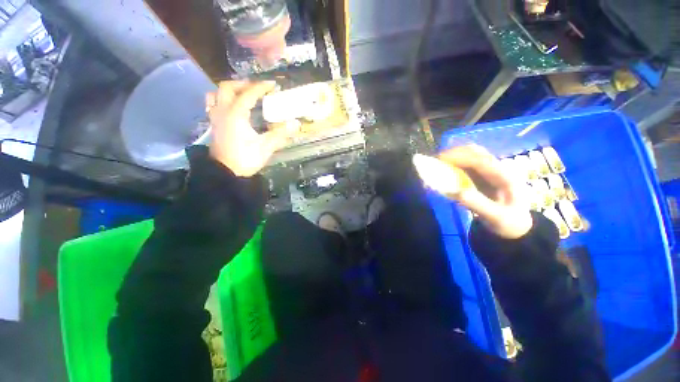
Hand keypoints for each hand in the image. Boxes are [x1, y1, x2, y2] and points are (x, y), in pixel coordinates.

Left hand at [206, 81, 299, 176]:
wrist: (225, 173)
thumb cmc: (245, 159)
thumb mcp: (265, 147)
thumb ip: (280, 134)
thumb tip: (296, 124)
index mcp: (236, 114)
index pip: (248, 94)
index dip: (261, 87)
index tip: (273, 85)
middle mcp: (223, 111)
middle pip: (227, 87)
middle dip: (243, 84)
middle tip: (257, 88)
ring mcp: (215, 118)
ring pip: (216, 94)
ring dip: (229, 90)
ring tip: (242, 94)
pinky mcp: (214, 125)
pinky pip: (213, 104)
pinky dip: (221, 100)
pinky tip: (232, 107)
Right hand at [439, 145, 532, 238]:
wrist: (516, 224)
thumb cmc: (509, 222)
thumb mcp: (498, 218)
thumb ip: (479, 205)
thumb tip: (457, 192)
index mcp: (505, 176)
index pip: (481, 160)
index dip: (460, 157)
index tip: (441, 160)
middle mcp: (497, 168)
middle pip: (475, 151)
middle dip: (455, 153)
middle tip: (436, 161)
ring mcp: (489, 170)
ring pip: (470, 154)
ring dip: (454, 156)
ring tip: (438, 163)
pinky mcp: (481, 174)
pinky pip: (466, 163)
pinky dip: (454, 163)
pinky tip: (445, 168)